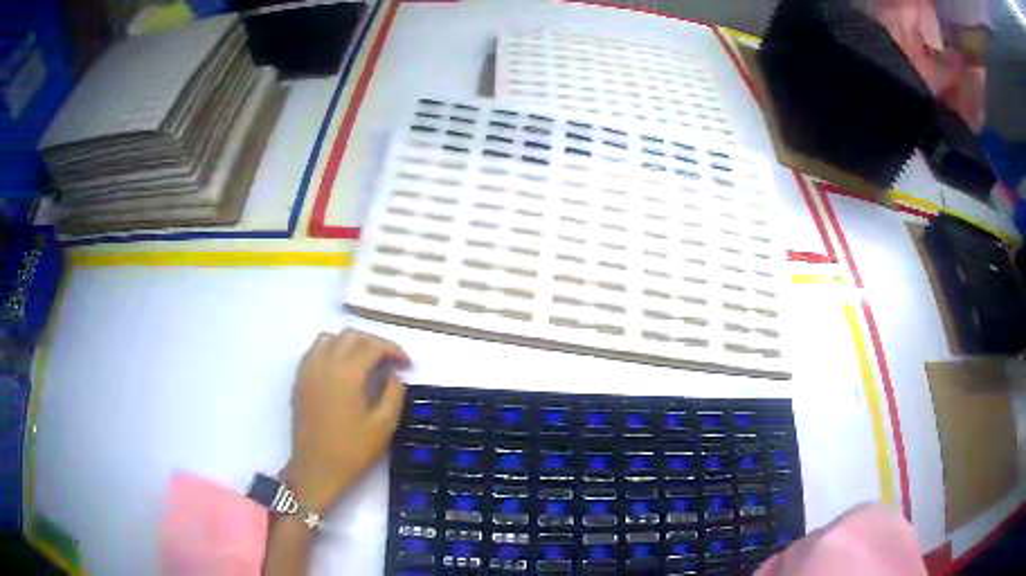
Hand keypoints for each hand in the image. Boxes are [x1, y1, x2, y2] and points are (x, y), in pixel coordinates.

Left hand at [282, 329, 409, 512]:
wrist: (316, 468)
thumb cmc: (352, 450)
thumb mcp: (383, 426)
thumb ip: (393, 394)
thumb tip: (393, 375)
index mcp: (347, 373)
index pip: (372, 346)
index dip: (393, 350)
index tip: (407, 364)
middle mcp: (325, 363)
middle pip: (351, 336)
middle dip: (374, 343)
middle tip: (390, 362)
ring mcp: (308, 370)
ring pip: (330, 338)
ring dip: (350, 343)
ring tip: (365, 361)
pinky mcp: (300, 379)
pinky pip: (315, 351)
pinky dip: (331, 350)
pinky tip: (342, 370)